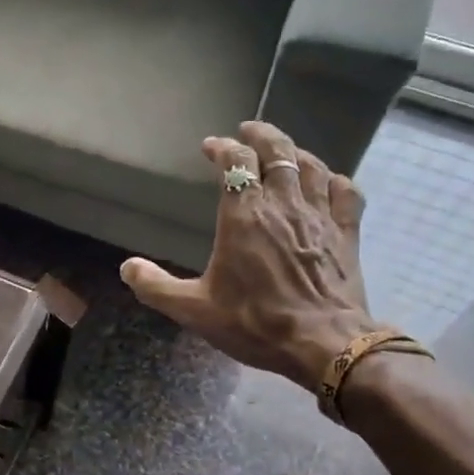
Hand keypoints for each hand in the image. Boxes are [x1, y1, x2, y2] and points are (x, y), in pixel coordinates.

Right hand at [120, 121, 379, 390]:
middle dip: (261, 135)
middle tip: (248, 130)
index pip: (236, 163)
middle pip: (277, 152)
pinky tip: (327, 182)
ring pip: (311, 166)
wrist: (323, 344)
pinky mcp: (346, 233)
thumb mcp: (194, 310)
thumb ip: (155, 286)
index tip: (211, 146)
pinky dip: (333, 180)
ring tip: (283, 151)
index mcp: (244, 216)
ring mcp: (319, 216)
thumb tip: (127, 267)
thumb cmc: (255, 322)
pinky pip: (345, 192)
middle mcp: (282, 205)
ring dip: (294, 152)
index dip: (223, 148)